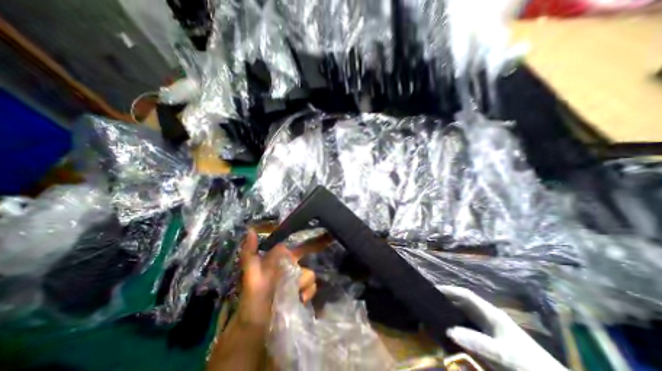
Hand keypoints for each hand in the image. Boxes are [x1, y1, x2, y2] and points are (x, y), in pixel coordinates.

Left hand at [237, 229, 316, 329]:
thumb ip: (250, 252)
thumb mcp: (250, 273)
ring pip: (310, 274)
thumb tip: (251, 229)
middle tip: (307, 263)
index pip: (300, 246)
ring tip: (293, 290)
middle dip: (311, 266)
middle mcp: (293, 267)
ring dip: (303, 283)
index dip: (314, 241)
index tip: (328, 236)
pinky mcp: (304, 294)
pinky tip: (299, 299)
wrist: (256, 326)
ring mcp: (300, 281)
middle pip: (309, 259)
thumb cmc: (252, 296)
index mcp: (283, 260)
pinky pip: (313, 288)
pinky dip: (307, 293)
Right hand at [439, 285, 566, 368]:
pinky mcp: (490, 340)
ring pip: (464, 315)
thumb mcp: (504, 354)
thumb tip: (449, 331)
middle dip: (446, 300)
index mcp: (490, 313)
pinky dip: (457, 327)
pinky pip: (468, 328)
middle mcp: (487, 317)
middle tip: (429, 301)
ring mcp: (489, 329)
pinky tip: (448, 332)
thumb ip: (478, 342)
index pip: (465, 295)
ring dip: (450, 313)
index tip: (432, 289)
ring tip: (434, 314)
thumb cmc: (530, 365)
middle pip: (463, 303)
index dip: (449, 290)